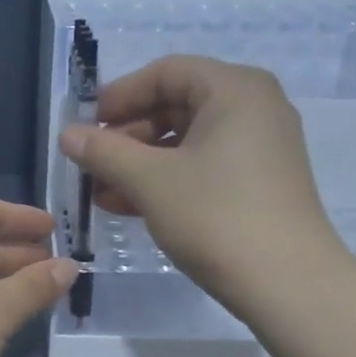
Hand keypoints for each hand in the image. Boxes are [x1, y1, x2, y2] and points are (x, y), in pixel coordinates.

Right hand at [59, 55, 347, 307]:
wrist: (287, 283)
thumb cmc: (216, 216)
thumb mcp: (150, 181)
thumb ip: (105, 152)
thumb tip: (67, 134)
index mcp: (235, 89)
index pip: (165, 73)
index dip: (120, 96)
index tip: (85, 126)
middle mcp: (254, 108)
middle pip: (176, 105)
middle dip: (127, 135)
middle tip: (91, 163)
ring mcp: (260, 148)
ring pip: (187, 142)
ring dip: (140, 163)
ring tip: (101, 192)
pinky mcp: (259, 184)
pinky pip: (203, 167)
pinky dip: (166, 180)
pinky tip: (129, 206)